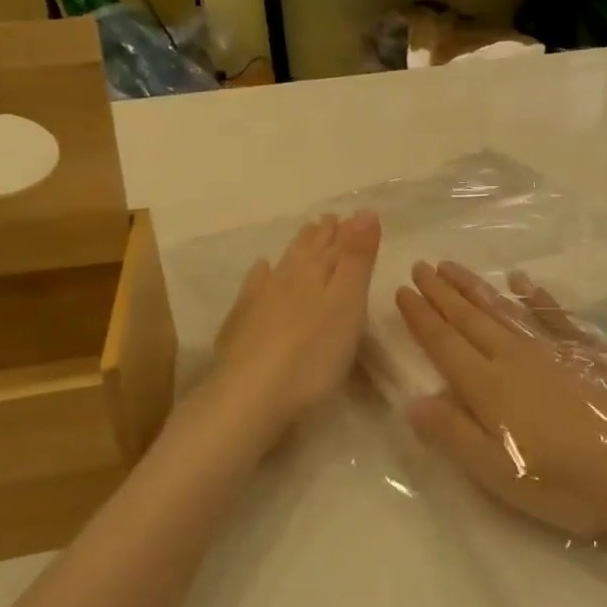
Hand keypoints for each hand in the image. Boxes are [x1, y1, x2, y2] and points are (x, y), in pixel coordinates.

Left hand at [210, 212, 380, 449]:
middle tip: (329, 219)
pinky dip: (261, 274)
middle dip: (322, 235)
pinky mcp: (242, 324)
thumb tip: (364, 210)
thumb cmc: (313, 354)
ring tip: (306, 233)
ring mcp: (261, 299)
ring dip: (298, 248)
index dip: (348, 231)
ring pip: (284, 265)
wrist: (251, 395)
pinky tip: (261, 269)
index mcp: (317, 273)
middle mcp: (288, 278)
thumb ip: (357, 259)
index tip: (355, 215)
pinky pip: (255, 287)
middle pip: (309, 251)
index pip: (337, 245)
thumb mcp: (347, 304)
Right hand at [395, 261, 606, 540]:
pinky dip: (533, 294)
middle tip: (421, 266)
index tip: (401, 290)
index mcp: (487, 386)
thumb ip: (453, 433)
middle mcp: (513, 355)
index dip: (421, 317)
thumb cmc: (564, 481)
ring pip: (502, 308)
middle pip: (469, 318)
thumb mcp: (498, 473)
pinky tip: (521, 279)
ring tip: (452, 267)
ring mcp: (550, 347)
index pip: (443, 343)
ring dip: (475, 286)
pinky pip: (550, 312)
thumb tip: (412, 401)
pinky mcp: (582, 349)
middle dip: (441, 292)